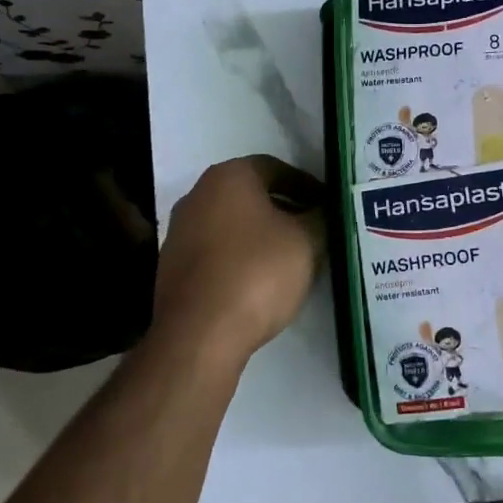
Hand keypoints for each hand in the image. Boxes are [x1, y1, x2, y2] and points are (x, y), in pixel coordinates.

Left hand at [152, 155, 324, 364]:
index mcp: (228, 177)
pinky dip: (242, 259)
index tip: (328, 207)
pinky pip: (218, 252)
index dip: (307, 186)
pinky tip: (262, 283)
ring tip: (293, 260)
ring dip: (263, 236)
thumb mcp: (307, 241)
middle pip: (252, 196)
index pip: (276, 168)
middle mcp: (197, 195)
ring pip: (234, 225)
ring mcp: (180, 232)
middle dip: (285, 211)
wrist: (199, 333)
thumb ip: (321, 218)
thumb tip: (326, 210)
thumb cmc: (257, 273)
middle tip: (315, 232)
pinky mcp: (174, 267)